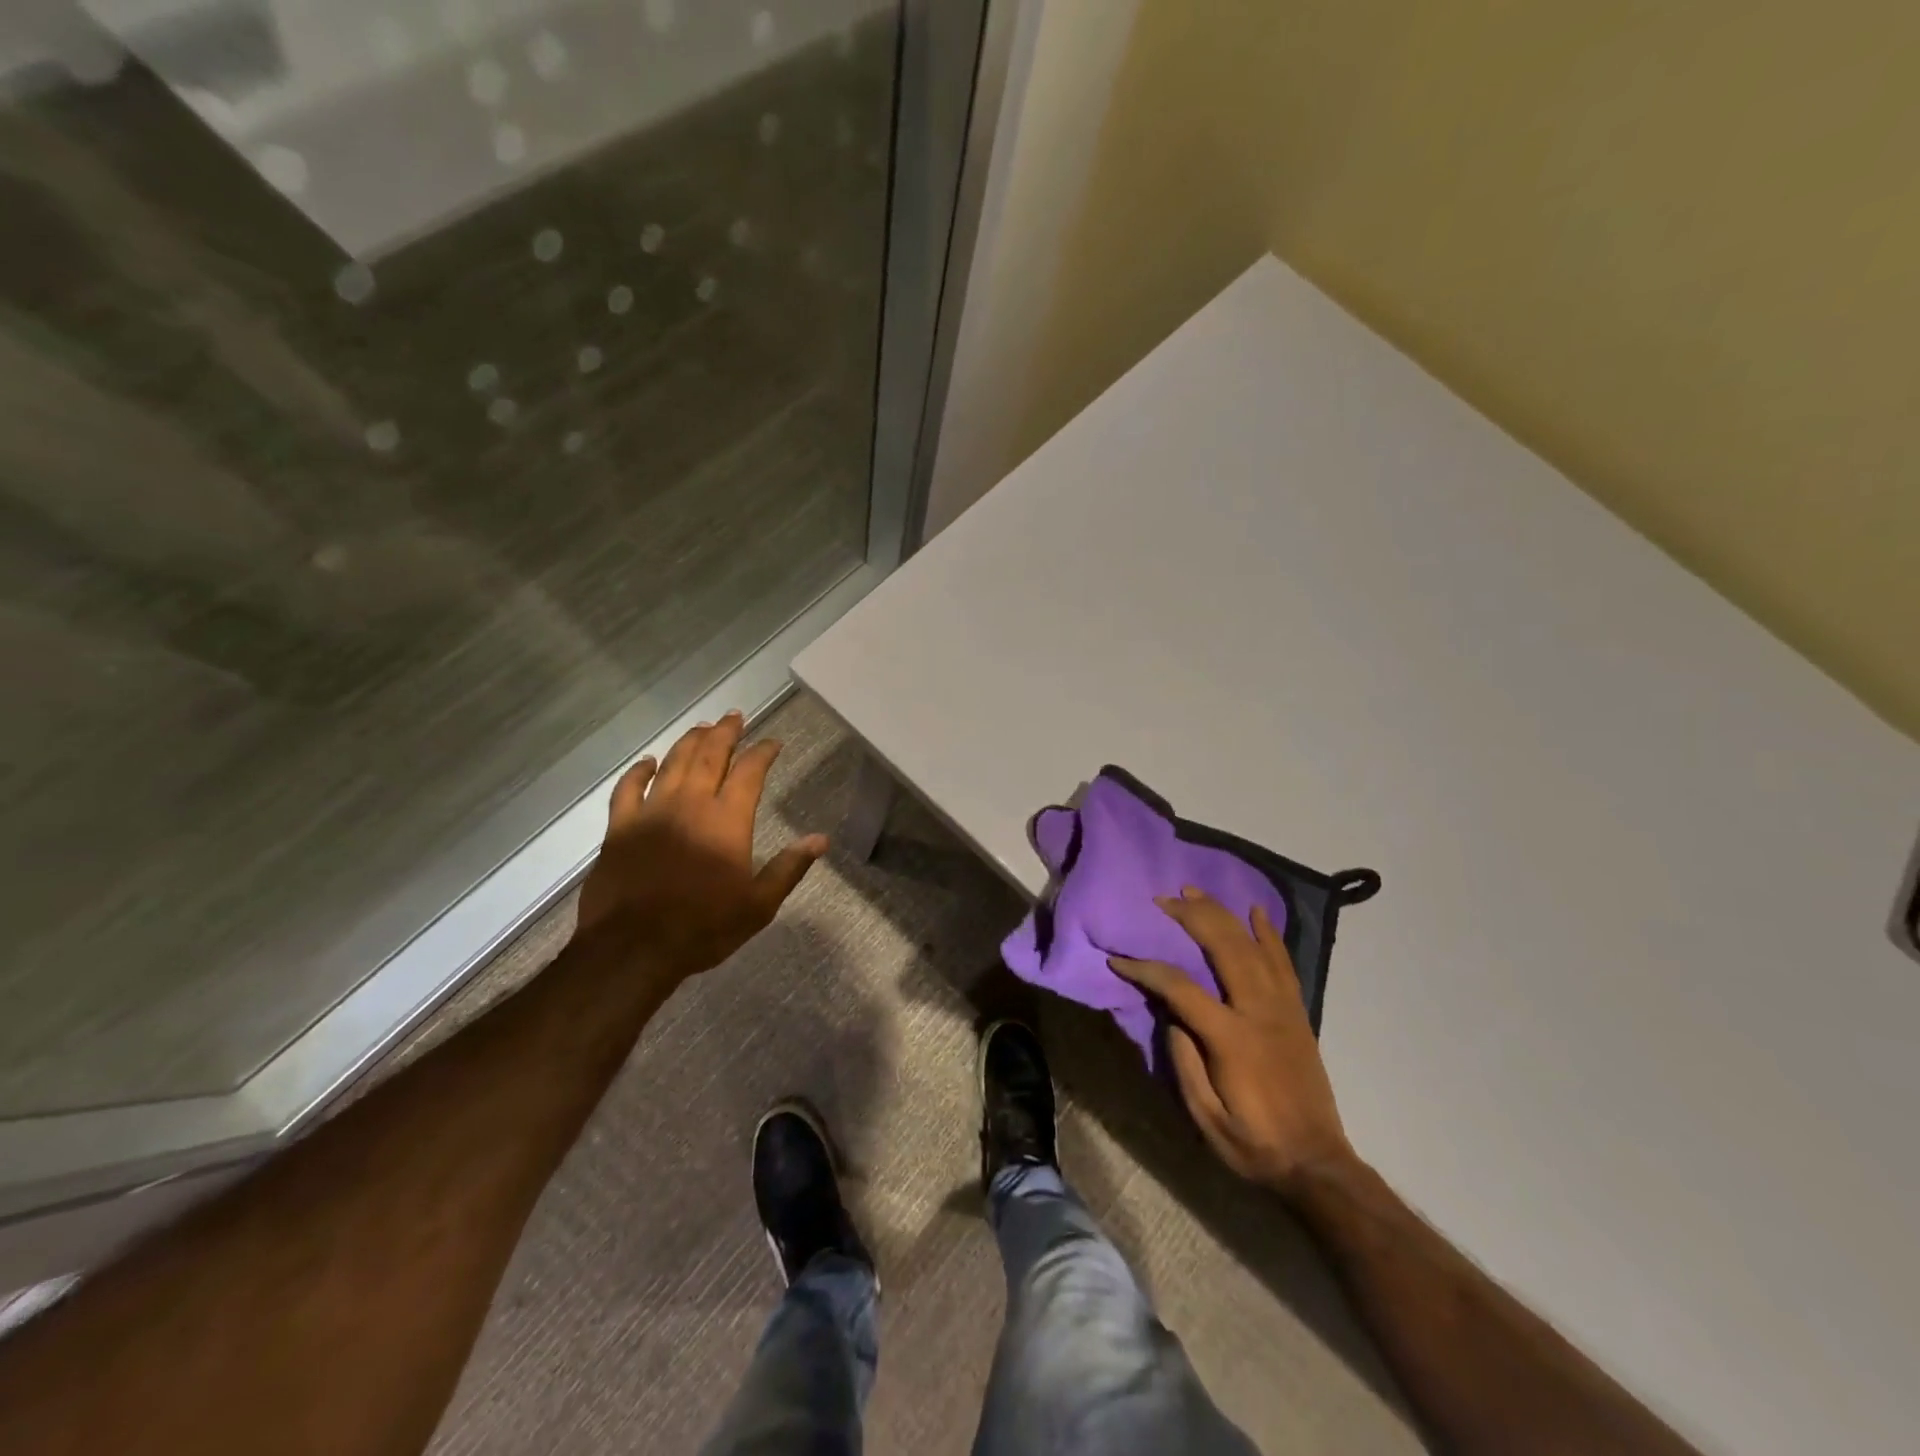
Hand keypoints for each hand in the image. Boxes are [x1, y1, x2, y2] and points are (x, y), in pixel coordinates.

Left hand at [575, 711, 826, 980]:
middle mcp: (690, 804)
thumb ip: (789, 868)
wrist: (632, 948)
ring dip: (689, 742)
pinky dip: (639, 771)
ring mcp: (651, 812)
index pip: (750, 772)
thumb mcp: (758, 905)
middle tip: (735, 716)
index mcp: (727, 821)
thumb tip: (821, 839)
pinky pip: (628, 788)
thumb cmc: (703, 928)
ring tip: (702, 728)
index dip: (763, 752)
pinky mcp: (619, 827)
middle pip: (710, 755)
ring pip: (673, 763)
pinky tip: (648, 762)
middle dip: (725, 732)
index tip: (773, 742)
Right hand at [1111, 889, 1352, 1189]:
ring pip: (1252, 946)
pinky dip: (1269, 934)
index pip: (1180, 987)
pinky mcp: (1297, 1013)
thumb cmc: (1254, 1144)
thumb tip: (1171, 1014)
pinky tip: (1255, 912)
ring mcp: (1283, 1008)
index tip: (1119, 958)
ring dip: (1223, 914)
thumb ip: (1185, 1062)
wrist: (1317, 1165)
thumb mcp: (1206, 1117)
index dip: (1145, 968)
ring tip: (1195, 892)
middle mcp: (1259, 1012)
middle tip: (1162, 899)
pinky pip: (1283, 963)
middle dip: (1190, 917)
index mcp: (1231, 1038)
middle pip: (1223, 947)